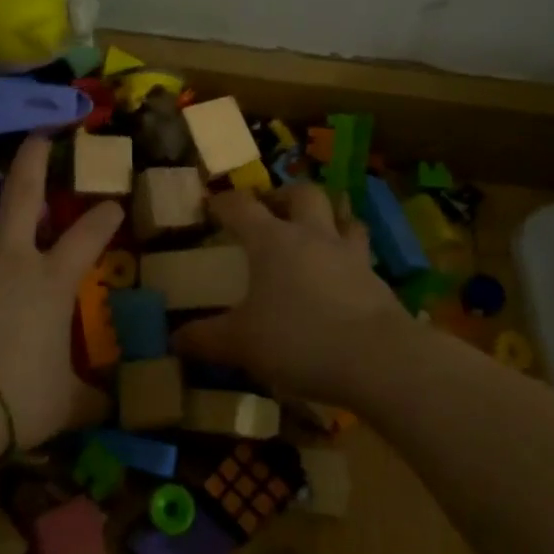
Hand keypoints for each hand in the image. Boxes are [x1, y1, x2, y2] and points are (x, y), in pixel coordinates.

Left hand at [0, 137, 119, 447]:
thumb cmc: (16, 398)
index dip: (105, 218)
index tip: (113, 205)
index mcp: (51, 281)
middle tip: (37, 134)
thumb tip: (109, 407)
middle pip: (22, 193)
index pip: (88, 237)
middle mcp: (10, 259)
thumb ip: (87, 399)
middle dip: (33, 158)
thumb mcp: (63, 404)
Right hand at [176, 183, 416, 405]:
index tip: (210, 205)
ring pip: (343, 217)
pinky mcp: (377, 279)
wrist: (378, 359)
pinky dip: (349, 257)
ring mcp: (349, 254)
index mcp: (272, 240)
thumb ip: (206, 339)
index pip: (241, 207)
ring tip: (316, 233)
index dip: (223, 202)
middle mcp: (312, 236)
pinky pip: (362, 254)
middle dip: (284, 196)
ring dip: (329, 218)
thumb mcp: (242, 344)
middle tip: (271, 211)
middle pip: (302, 194)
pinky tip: (342, 277)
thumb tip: (174, 339)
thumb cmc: (298, 339)